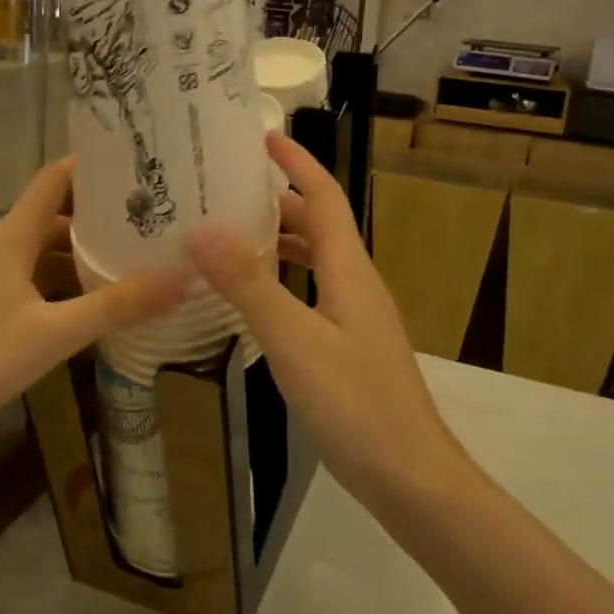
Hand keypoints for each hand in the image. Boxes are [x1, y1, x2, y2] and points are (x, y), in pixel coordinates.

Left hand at [0, 157, 186, 457]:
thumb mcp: (56, 334)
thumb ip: (117, 306)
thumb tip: (181, 280)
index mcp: (8, 238)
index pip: (51, 181)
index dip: (87, 166)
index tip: (129, 164)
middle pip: (49, 218)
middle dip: (94, 220)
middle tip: (143, 223)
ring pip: (36, 252)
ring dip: (75, 256)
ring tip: (123, 263)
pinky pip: (24, 277)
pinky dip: (55, 282)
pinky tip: (82, 305)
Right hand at [186, 134, 464, 503]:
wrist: (410, 476)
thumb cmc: (355, 403)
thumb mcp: (294, 340)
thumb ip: (249, 285)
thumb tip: (203, 230)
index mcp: (349, 270)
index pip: (324, 198)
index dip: (298, 164)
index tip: (264, 137)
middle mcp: (356, 284)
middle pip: (319, 227)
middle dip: (280, 202)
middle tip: (228, 190)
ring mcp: (356, 318)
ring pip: (316, 263)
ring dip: (280, 243)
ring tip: (231, 237)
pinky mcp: (351, 348)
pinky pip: (313, 296)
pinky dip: (283, 284)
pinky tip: (255, 303)